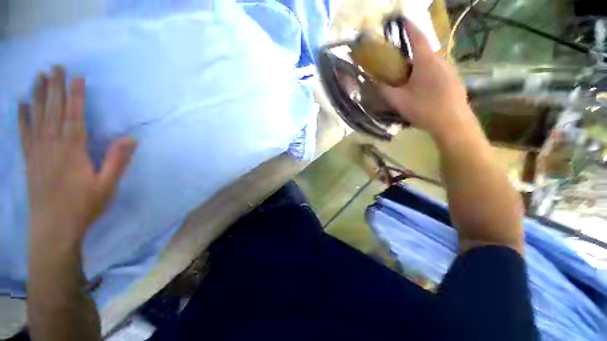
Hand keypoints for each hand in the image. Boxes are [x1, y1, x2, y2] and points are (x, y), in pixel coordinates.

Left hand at [19, 66, 135, 247]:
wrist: (54, 229)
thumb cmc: (84, 207)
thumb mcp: (107, 186)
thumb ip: (117, 161)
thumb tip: (131, 138)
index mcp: (73, 151)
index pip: (74, 117)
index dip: (75, 96)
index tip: (76, 77)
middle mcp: (52, 146)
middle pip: (53, 112)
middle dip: (54, 87)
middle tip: (55, 67)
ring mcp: (38, 152)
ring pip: (37, 117)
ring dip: (37, 95)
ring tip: (38, 76)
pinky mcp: (30, 160)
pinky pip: (25, 133)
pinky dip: (22, 116)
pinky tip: (21, 104)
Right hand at [381, 21, 476, 140]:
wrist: (453, 123)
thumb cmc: (424, 109)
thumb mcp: (399, 101)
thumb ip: (384, 89)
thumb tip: (373, 81)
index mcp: (426, 62)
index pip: (417, 37)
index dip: (409, 27)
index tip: (402, 20)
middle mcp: (441, 60)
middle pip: (423, 52)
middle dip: (410, 55)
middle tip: (398, 66)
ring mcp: (450, 70)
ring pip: (431, 63)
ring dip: (419, 67)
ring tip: (409, 81)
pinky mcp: (455, 80)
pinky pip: (438, 71)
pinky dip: (428, 74)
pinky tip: (423, 89)